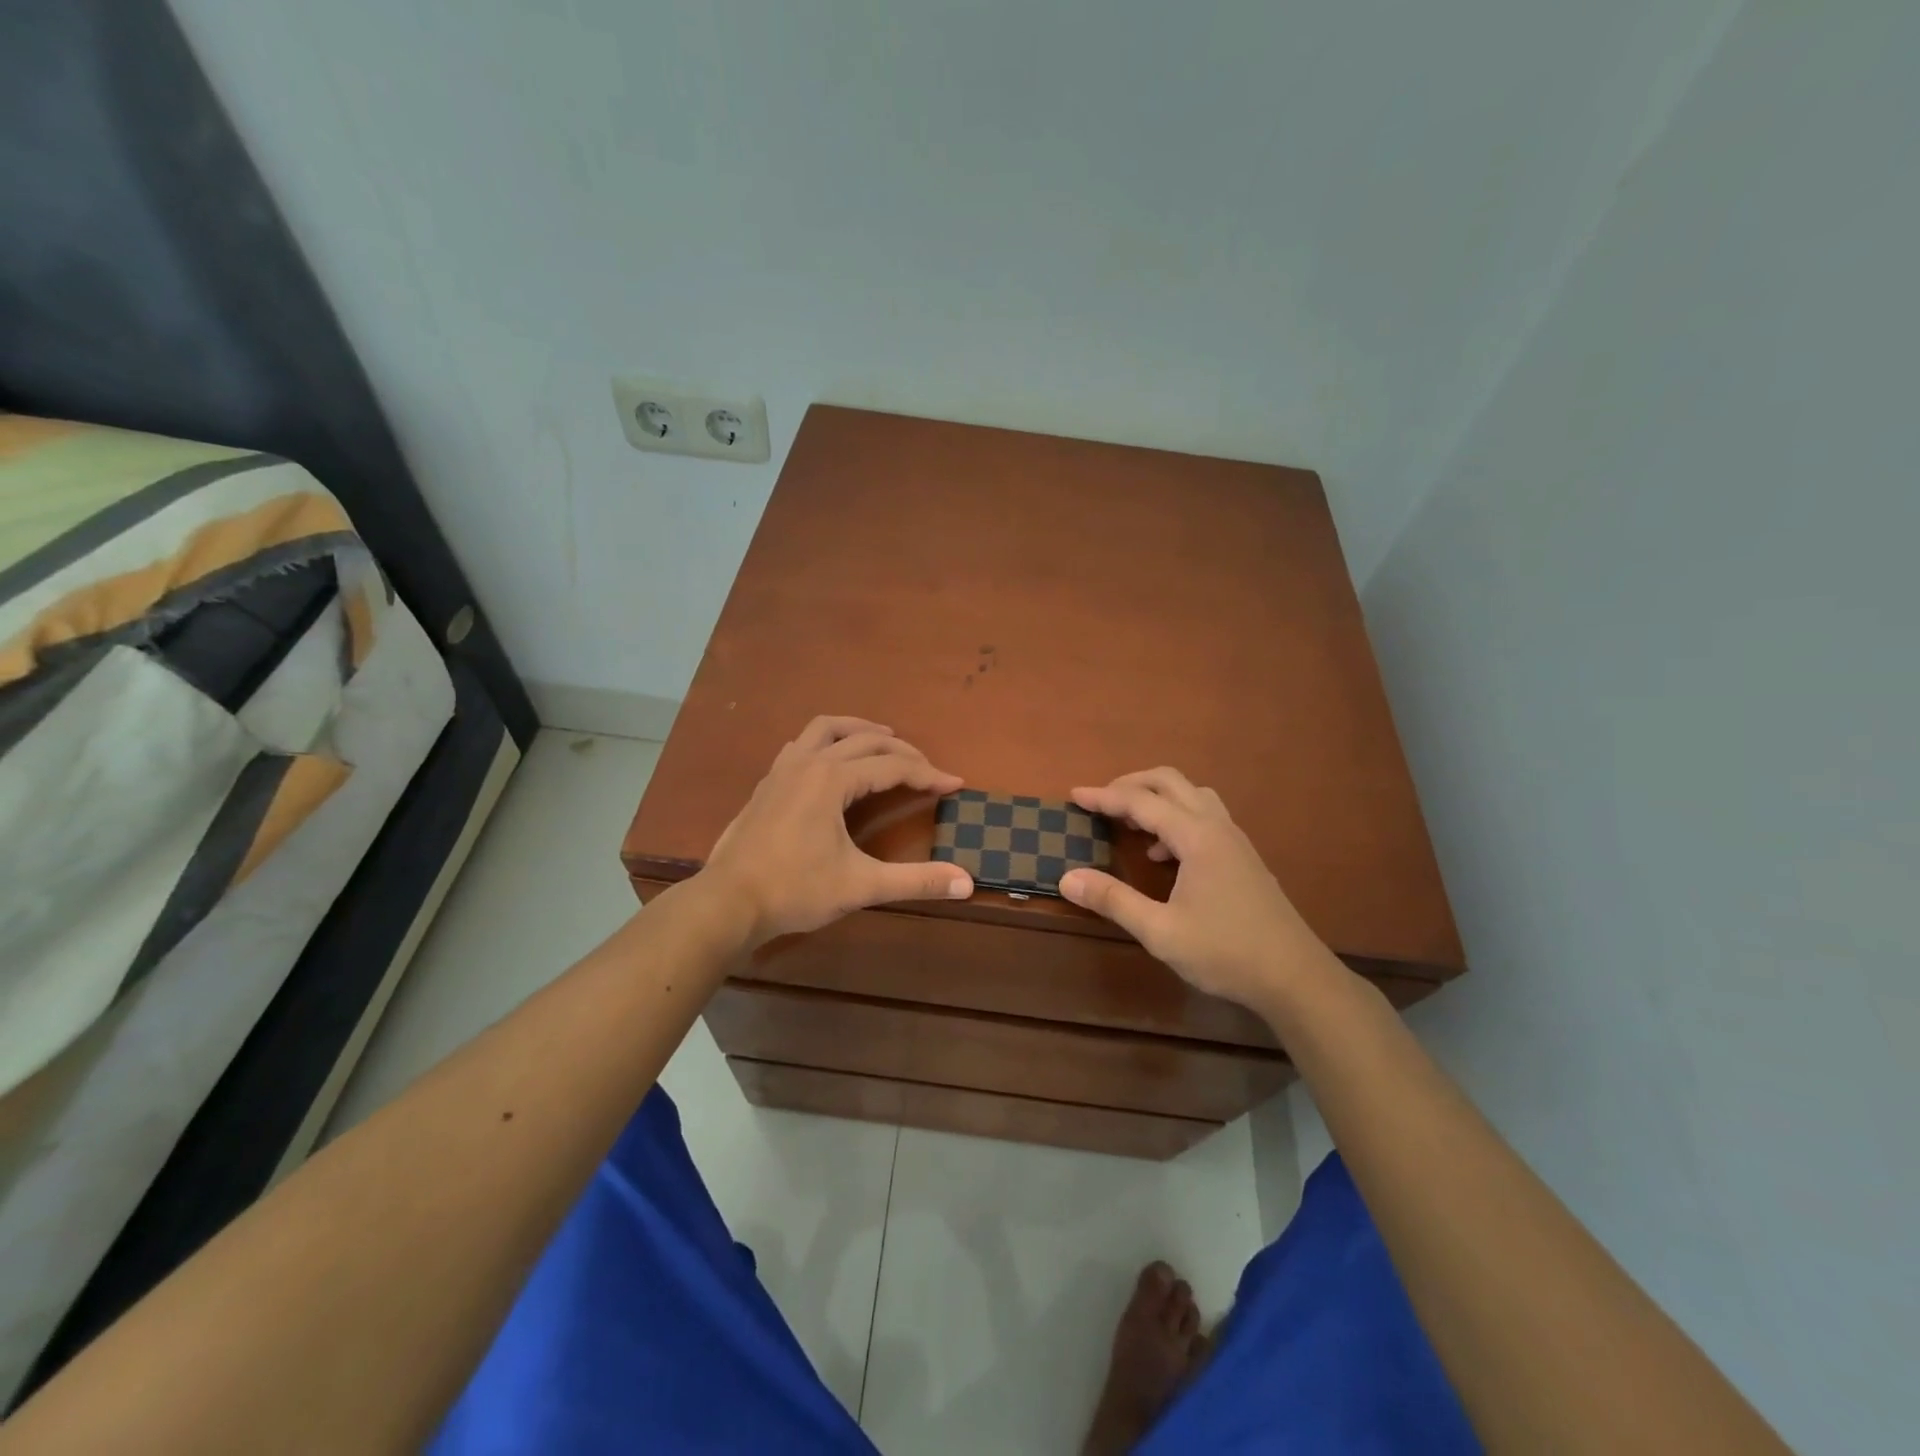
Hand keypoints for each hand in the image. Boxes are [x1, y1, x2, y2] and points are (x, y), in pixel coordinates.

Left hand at [702, 716, 973, 944]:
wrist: (727, 902)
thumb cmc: (795, 890)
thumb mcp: (861, 886)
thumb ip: (916, 881)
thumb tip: (967, 882)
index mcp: (833, 779)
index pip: (892, 767)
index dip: (928, 775)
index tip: (955, 785)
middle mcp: (809, 763)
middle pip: (865, 740)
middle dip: (902, 751)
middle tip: (926, 769)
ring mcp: (782, 770)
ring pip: (825, 729)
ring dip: (859, 729)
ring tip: (882, 740)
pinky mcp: (766, 784)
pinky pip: (801, 745)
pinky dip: (826, 742)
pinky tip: (830, 762)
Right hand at [1061, 768, 1328, 1009]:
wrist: (1296, 978)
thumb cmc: (1226, 953)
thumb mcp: (1160, 932)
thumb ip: (1113, 900)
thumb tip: (1067, 878)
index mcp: (1196, 837)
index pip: (1141, 802)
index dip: (1104, 797)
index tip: (1073, 795)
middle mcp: (1217, 827)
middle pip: (1170, 782)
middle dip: (1131, 784)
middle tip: (1101, 802)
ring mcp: (1235, 840)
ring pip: (1192, 795)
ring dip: (1158, 799)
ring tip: (1131, 824)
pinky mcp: (1243, 857)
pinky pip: (1205, 817)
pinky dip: (1177, 819)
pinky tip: (1164, 856)